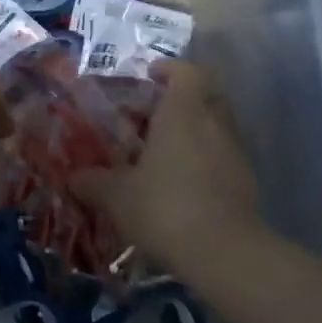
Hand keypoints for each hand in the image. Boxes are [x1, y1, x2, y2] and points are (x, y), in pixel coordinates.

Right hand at [74, 61, 261, 277]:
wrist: (224, 253)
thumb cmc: (164, 207)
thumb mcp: (116, 196)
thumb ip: (93, 182)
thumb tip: (74, 177)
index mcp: (183, 113)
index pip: (186, 72)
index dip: (168, 69)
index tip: (150, 76)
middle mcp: (214, 124)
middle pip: (205, 97)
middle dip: (182, 101)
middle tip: (153, 117)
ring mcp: (235, 152)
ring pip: (216, 128)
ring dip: (195, 133)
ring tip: (165, 155)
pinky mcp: (247, 181)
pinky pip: (224, 157)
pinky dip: (206, 161)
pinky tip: (184, 185)